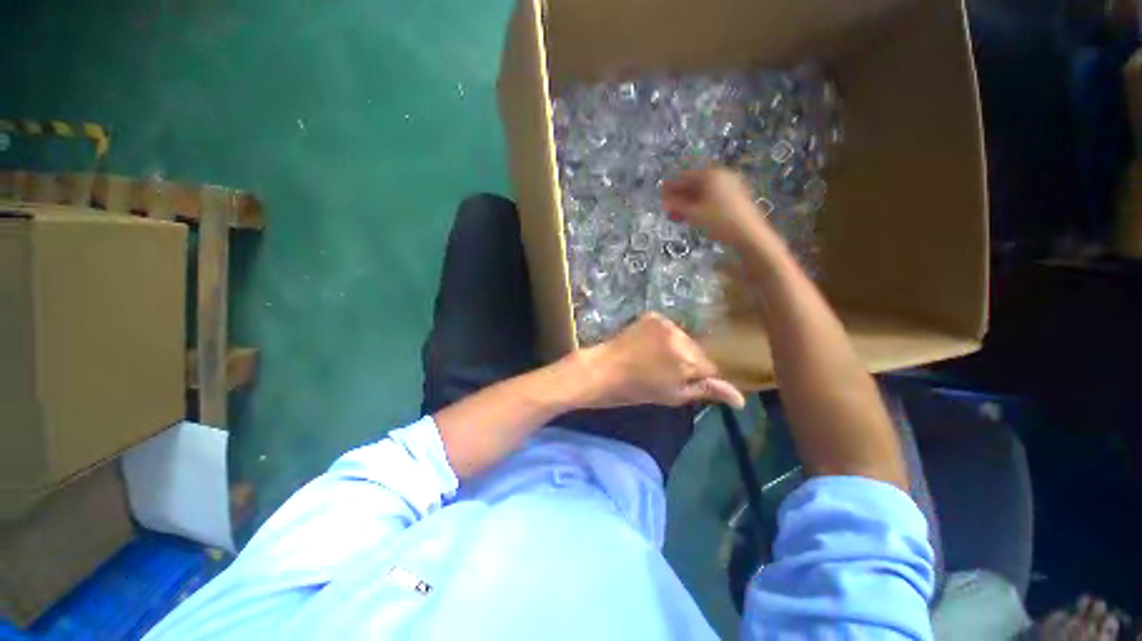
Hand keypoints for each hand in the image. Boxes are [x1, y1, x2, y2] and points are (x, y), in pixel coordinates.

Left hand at [577, 313, 745, 408]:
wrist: (604, 369)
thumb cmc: (637, 389)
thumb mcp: (673, 396)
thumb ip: (707, 391)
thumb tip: (741, 399)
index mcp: (688, 359)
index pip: (711, 367)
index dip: (698, 377)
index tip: (682, 383)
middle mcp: (681, 335)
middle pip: (698, 350)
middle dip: (688, 361)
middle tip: (665, 372)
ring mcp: (665, 322)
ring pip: (684, 338)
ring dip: (677, 348)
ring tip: (654, 359)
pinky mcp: (651, 315)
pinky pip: (668, 328)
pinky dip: (663, 336)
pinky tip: (648, 346)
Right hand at [661, 167, 773, 249]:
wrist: (749, 233)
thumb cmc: (719, 221)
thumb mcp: (693, 213)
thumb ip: (677, 205)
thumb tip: (664, 200)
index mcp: (711, 175)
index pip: (685, 177)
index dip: (671, 187)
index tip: (660, 197)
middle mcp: (721, 176)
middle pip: (695, 184)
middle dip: (680, 196)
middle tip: (667, 208)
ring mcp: (731, 185)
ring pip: (704, 192)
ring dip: (689, 202)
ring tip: (678, 215)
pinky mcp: (736, 197)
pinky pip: (713, 197)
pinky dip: (701, 205)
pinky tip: (694, 216)